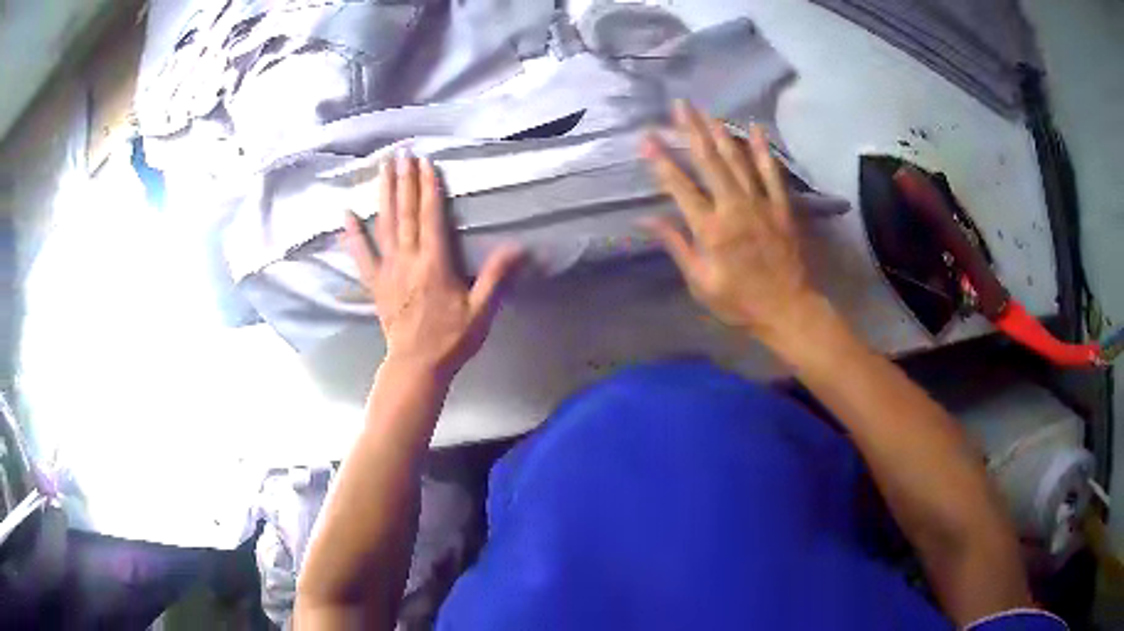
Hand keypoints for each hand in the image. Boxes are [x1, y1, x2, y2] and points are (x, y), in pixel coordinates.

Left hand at [343, 153, 522, 378]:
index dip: (429, 188)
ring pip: (384, 225)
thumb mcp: (481, 311)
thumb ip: (496, 276)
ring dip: (383, 194)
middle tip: (401, 153)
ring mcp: (387, 270)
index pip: (430, 217)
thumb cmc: (451, 339)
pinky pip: (361, 255)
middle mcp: (408, 260)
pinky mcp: (374, 283)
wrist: (417, 366)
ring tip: (381, 168)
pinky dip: (352, 234)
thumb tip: (520, 247)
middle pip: (405, 213)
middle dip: (404, 180)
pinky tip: (345, 214)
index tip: (426, 163)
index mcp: (434, 264)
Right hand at [641, 102, 825, 345]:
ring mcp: (761, 204)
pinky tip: (755, 128)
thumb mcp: (701, 282)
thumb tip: (648, 219)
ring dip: (721, 132)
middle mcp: (734, 208)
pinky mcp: (782, 206)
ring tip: (707, 110)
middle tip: (679, 105)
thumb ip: (677, 246)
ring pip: (738, 160)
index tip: (646, 138)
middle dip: (692, 130)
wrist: (788, 310)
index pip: (680, 187)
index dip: (661, 161)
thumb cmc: (739, 302)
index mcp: (710, 229)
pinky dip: (763, 150)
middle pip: (709, 161)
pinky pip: (771, 173)